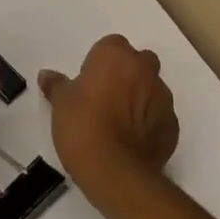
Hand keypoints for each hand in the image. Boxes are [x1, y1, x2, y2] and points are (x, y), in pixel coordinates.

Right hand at [38, 34, 178, 198]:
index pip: (111, 46)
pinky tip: (132, 143)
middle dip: (126, 75)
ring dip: (140, 99)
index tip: (89, 83)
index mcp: (116, 55)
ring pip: (152, 89)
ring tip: (119, 126)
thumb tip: (46, 75)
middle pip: (138, 63)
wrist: (116, 172)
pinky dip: (149, 124)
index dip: (100, 63)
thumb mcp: (60, 103)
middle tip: (106, 100)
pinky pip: (159, 117)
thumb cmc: (83, 126)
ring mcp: (163, 98)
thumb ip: (57, 85)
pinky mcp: (173, 127)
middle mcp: (144, 69)